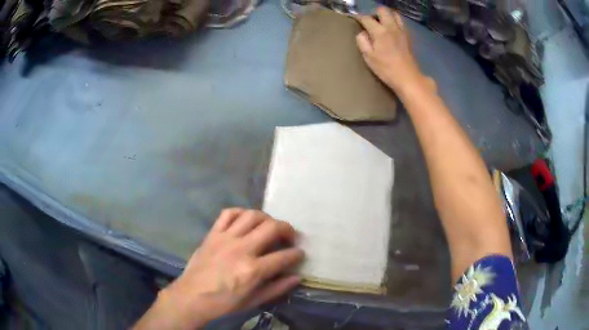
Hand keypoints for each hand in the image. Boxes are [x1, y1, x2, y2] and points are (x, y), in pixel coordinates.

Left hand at [134, 209, 303, 329]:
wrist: (192, 296)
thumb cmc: (223, 302)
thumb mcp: (253, 301)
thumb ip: (277, 289)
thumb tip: (296, 277)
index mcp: (252, 270)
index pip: (284, 256)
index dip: (296, 254)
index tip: (299, 254)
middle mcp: (241, 249)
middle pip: (272, 228)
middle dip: (288, 229)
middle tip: (290, 236)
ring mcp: (225, 238)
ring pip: (251, 215)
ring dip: (266, 218)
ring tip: (270, 226)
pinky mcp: (213, 234)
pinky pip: (228, 213)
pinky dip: (240, 212)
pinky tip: (246, 219)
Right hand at [356, 7, 434, 95]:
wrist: (408, 78)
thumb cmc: (386, 69)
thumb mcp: (369, 57)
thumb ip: (362, 41)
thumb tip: (362, 33)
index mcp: (380, 32)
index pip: (366, 18)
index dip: (359, 17)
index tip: (355, 20)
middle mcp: (391, 27)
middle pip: (383, 10)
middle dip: (374, 13)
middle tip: (371, 21)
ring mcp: (402, 31)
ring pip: (394, 14)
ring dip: (387, 15)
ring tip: (382, 23)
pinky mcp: (408, 36)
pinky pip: (401, 22)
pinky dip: (394, 21)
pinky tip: (391, 30)